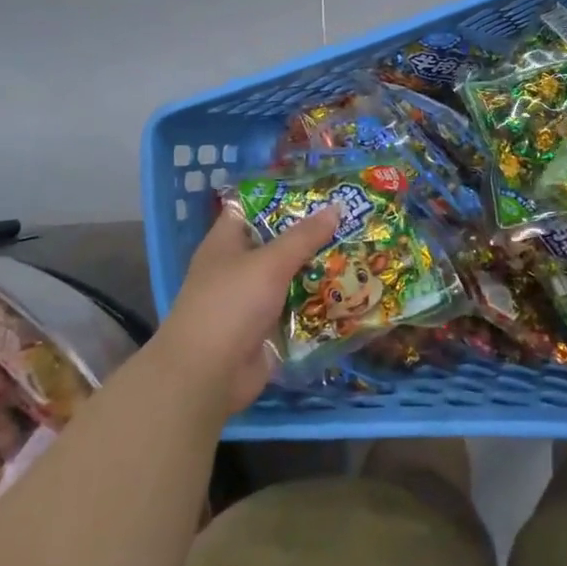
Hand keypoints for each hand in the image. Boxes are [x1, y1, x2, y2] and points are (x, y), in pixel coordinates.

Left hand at [148, 205, 339, 417]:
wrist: (207, 376)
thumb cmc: (230, 305)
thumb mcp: (269, 263)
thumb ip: (303, 236)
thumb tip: (336, 207)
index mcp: (226, 243)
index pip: (253, 207)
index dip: (283, 196)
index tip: (320, 189)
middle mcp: (238, 267)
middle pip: (278, 242)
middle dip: (312, 234)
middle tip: (352, 219)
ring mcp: (252, 300)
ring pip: (291, 276)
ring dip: (319, 268)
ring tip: (359, 250)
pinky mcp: (267, 328)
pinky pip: (297, 307)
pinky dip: (318, 301)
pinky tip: (350, 290)